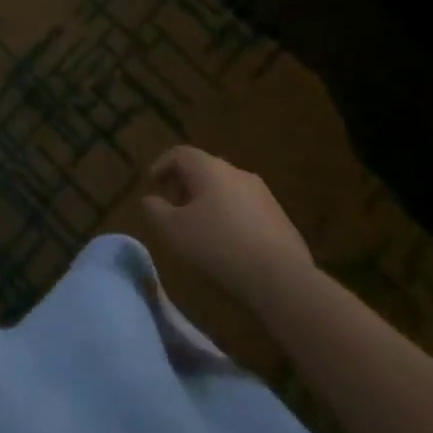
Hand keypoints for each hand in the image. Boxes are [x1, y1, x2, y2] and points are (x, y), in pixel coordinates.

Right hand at [143, 146, 312, 301]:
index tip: (152, 185)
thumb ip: (155, 211)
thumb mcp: (174, 231)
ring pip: (227, 190)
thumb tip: (150, 200)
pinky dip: (232, 218)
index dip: (161, 166)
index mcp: (209, 168)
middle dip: (185, 186)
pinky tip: (230, 245)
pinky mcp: (281, 218)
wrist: (282, 279)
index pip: (179, 154)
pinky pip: (247, 210)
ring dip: (210, 203)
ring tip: (201, 229)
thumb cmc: (218, 246)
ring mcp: (263, 194)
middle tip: (174, 208)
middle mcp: (237, 172)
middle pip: (204, 170)